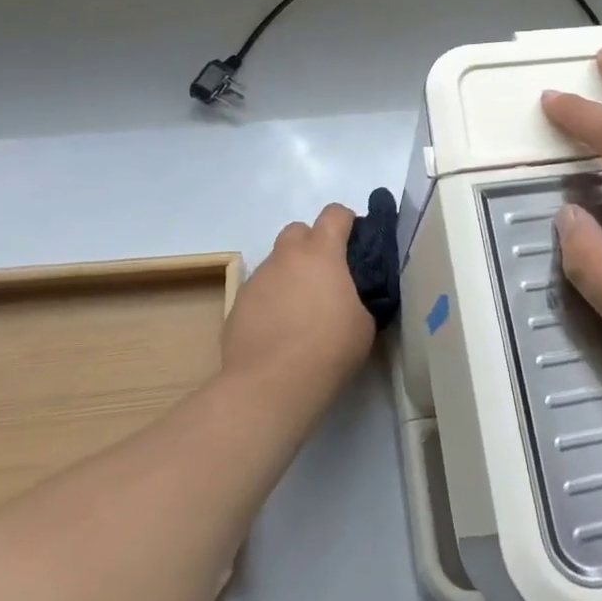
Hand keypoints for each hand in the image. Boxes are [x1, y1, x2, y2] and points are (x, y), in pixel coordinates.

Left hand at [221, 204, 373, 402]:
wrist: (270, 386)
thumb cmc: (328, 350)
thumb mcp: (364, 323)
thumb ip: (359, 296)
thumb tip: (349, 296)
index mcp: (321, 253)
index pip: (335, 214)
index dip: (347, 222)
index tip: (355, 244)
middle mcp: (286, 257)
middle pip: (298, 230)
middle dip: (311, 244)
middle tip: (325, 276)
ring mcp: (257, 279)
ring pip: (276, 263)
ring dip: (289, 275)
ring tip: (300, 312)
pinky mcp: (237, 305)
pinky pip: (259, 292)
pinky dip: (271, 301)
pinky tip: (278, 332)